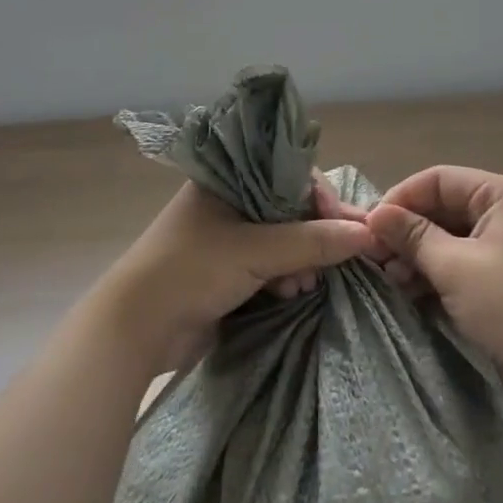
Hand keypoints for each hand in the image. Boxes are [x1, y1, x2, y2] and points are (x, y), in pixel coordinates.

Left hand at [100, 180, 377, 374]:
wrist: (136, 329)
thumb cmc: (190, 270)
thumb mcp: (254, 251)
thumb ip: (311, 241)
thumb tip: (367, 233)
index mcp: (226, 179)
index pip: (288, 173)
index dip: (320, 197)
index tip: (345, 226)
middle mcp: (228, 201)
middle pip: (289, 207)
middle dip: (313, 234)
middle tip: (333, 260)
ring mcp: (227, 237)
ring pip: (283, 239)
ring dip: (301, 260)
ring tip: (304, 285)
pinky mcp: (228, 271)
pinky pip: (270, 265)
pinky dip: (285, 277)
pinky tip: (291, 294)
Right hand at [367, 166, 502, 393]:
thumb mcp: (455, 267)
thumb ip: (412, 236)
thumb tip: (375, 213)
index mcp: (502, 194)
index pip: (438, 179)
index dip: (401, 198)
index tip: (369, 227)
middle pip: (442, 207)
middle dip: (407, 231)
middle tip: (375, 258)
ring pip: (449, 237)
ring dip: (418, 255)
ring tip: (391, 279)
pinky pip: (461, 262)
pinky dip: (436, 273)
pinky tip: (411, 292)